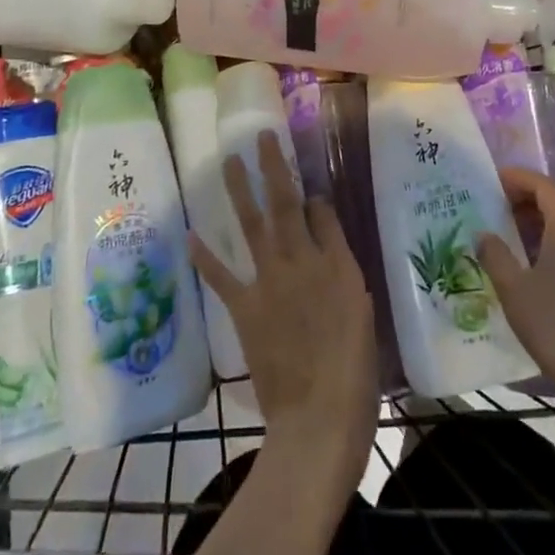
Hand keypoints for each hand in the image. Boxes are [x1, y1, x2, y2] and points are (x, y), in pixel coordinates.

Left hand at [188, 131, 377, 514]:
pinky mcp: (246, 308)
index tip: (305, 181)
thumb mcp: (363, 314)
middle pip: (286, 205)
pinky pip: (222, 276)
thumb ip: (345, 272)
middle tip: (262, 138)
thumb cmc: (354, 372)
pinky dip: (206, 256)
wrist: (319, 416)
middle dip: (275, 168)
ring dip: (241, 191)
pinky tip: (192, 234)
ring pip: (254, 225)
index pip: (322, 215)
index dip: (312, 194)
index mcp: (338, 265)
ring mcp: (270, 282)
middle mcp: (303, 261)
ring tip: (230, 163)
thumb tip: (326, 237)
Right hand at [477, 167, 554, 422]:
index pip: (545, 187)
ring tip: (515, 226)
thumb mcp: (514, 290)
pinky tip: (537, 258)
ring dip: (545, 213)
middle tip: (504, 199)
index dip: (520, 178)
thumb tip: (483, 234)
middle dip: (534, 190)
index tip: (495, 180)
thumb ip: (496, 256)